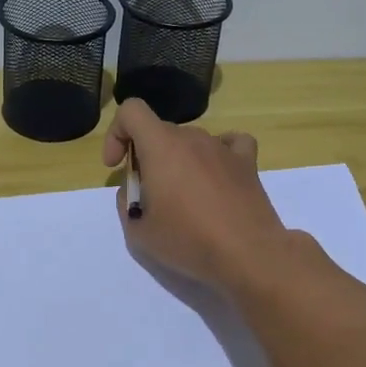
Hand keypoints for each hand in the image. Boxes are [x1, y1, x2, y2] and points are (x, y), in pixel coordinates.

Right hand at [102, 99, 288, 292]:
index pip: (131, 111)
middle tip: (149, 196)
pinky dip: (218, 153)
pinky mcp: (247, 163)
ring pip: (190, 141)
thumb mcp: (138, 231)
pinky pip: (230, 143)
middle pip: (159, 131)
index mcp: (161, 146)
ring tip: (184, 198)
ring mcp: (222, 148)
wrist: (248, 255)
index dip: (116, 133)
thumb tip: (136, 189)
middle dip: (146, 156)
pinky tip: (216, 174)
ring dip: (178, 160)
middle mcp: (192, 137)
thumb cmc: (188, 241)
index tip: (116, 165)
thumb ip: (127, 201)